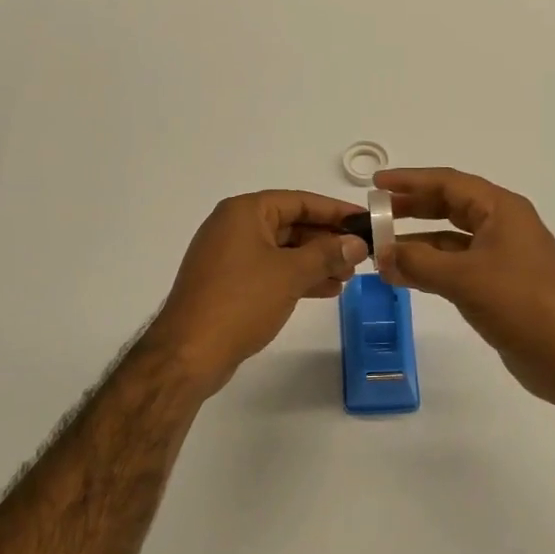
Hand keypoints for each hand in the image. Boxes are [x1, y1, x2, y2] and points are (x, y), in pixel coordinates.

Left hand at [146, 190, 368, 396]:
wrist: (189, 353)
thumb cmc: (241, 301)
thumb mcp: (290, 274)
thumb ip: (327, 254)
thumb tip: (357, 243)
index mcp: (245, 212)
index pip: (299, 201)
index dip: (335, 211)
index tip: (365, 221)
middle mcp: (234, 226)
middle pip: (291, 224)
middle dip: (326, 240)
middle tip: (360, 255)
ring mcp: (229, 256)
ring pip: (282, 250)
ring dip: (315, 261)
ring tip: (347, 277)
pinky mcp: (229, 283)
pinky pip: (271, 270)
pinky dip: (296, 277)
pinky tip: (325, 290)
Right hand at [376, 168, 554, 411]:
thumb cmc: (523, 304)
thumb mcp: (465, 278)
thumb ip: (418, 263)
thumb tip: (379, 254)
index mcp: (501, 210)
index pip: (448, 183)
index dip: (410, 181)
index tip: (374, 185)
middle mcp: (502, 226)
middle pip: (449, 206)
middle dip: (411, 208)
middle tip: (374, 215)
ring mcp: (502, 257)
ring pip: (450, 239)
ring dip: (417, 242)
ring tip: (380, 249)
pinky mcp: (499, 286)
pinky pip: (456, 266)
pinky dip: (430, 268)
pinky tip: (404, 277)